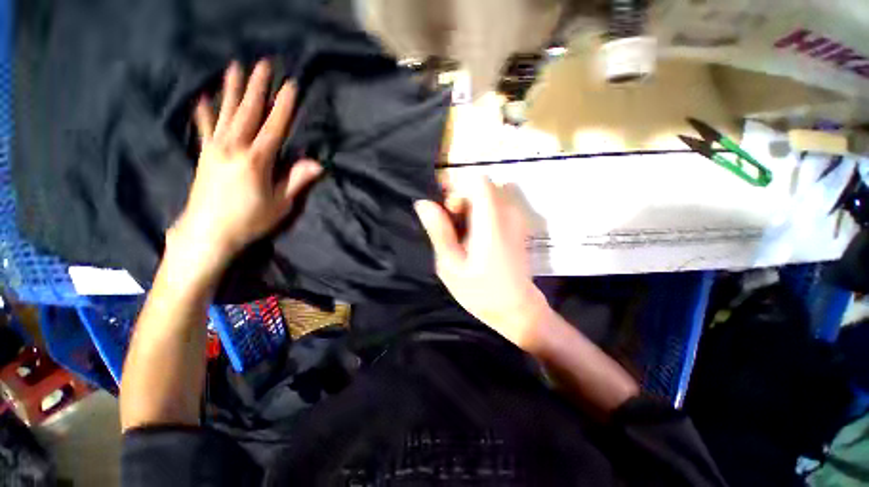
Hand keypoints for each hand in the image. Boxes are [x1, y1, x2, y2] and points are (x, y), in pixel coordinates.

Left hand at [168, 60, 321, 278]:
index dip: (284, 106)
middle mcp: (234, 147)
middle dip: (257, 87)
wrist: (208, 233)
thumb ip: (297, 181)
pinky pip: (205, 128)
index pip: (274, 127)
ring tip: (234, 67)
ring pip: (226, 113)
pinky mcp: (204, 155)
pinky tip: (203, 98)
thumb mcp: (281, 204)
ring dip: (232, 89)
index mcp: (257, 160)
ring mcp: (216, 149)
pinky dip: (204, 112)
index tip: (291, 85)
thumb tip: (318, 165)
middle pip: (248, 112)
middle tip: (263, 64)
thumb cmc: (250, 220)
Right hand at [414, 176, 550, 351]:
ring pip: (490, 193)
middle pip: (483, 185)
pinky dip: (482, 211)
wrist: (516, 308)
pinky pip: (498, 203)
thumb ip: (439, 231)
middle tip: (453, 225)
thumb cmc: (480, 292)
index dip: (458, 187)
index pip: (478, 181)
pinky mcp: (519, 224)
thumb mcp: (450, 265)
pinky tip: (477, 234)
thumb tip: (424, 203)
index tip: (448, 209)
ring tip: (464, 231)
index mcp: (491, 223)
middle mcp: (508, 214)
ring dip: (472, 205)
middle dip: (463, 198)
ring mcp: (517, 218)